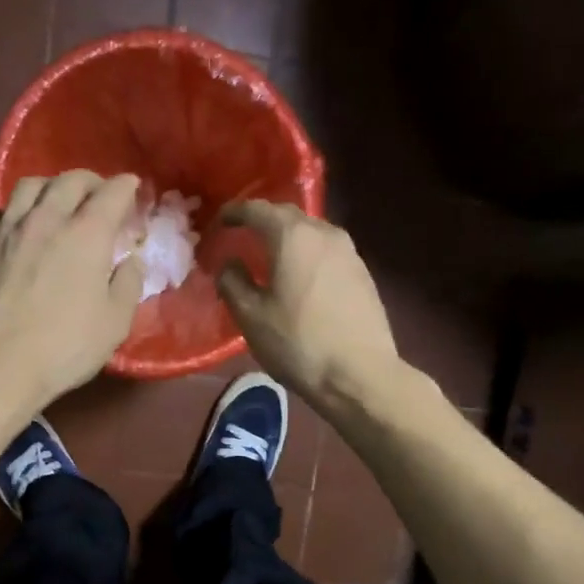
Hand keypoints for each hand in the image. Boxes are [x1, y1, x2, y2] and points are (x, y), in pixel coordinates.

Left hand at [0, 171, 145, 411]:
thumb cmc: (63, 347)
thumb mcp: (114, 324)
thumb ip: (128, 286)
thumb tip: (131, 261)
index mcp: (86, 235)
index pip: (112, 194)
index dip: (125, 186)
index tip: (132, 187)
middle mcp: (45, 220)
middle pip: (68, 181)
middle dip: (88, 181)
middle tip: (96, 194)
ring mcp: (3, 230)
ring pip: (25, 187)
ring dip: (46, 188)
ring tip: (51, 201)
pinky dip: (0, 213)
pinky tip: (3, 226)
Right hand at [215, 201, 403, 413]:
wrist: (360, 374)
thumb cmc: (299, 343)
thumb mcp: (251, 316)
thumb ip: (233, 282)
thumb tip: (230, 263)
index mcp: (293, 236)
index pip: (258, 209)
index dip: (235, 212)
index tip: (220, 222)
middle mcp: (324, 233)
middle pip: (288, 216)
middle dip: (263, 221)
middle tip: (242, 235)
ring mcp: (349, 252)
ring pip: (311, 233)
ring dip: (288, 238)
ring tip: (270, 255)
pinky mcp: (363, 273)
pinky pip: (326, 252)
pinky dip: (307, 255)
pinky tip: (299, 276)